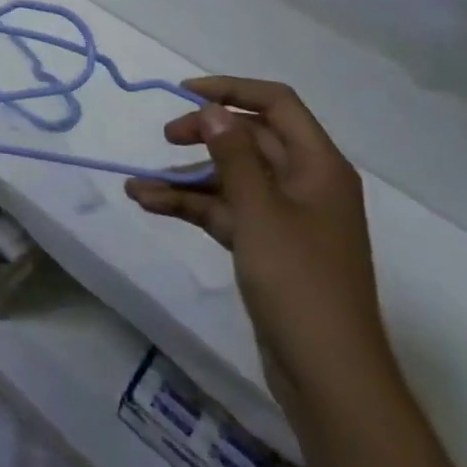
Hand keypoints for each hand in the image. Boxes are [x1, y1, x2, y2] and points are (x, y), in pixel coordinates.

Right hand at [125, 77, 395, 424]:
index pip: (277, 104)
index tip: (185, 93)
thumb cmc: (299, 283)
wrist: (328, 377)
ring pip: (231, 178)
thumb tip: (214, 110)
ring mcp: (286, 217)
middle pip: (250, 139)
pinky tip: (150, 205)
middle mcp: (305, 183)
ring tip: (138, 186)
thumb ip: (234, 156)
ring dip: (186, 178)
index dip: (232, 90)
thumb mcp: (260, 212)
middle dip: (203, 135)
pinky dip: (191, 206)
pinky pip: (226, 211)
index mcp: (318, 166)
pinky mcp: (267, 246)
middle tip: (165, 138)